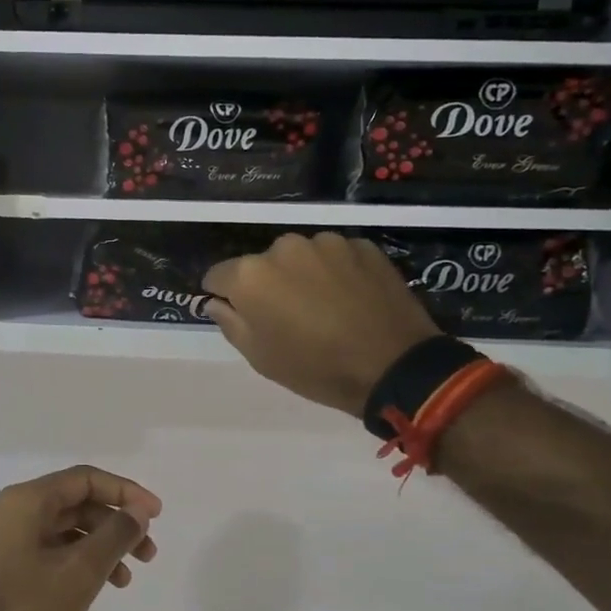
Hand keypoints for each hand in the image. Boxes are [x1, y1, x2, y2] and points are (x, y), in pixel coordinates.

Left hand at [0, 466, 161, 610]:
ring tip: (127, 577)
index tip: (156, 514)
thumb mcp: (80, 571)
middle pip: (77, 502)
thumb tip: (138, 511)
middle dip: (117, 523)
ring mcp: (9, 539)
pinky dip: (81, 561)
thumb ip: (115, 535)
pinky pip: (54, 549)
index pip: (85, 479)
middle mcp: (15, 511)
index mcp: (27, 501)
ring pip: (68, 528)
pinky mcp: (9, 565)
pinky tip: (99, 586)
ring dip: (102, 545)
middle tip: (148, 552)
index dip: (125, 492)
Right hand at [203, 232, 437, 416]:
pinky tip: (351, 299)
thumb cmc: (316, 368)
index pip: (219, 275)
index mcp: (251, 275)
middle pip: (262, 263)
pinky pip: (336, 257)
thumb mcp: (261, 358)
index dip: (224, 295)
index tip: (237, 312)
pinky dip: (336, 273)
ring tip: (324, 306)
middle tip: (287, 316)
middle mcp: (284, 247)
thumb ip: (231, 323)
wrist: (394, 365)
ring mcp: (327, 242)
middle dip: (268, 284)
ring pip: (301, 257)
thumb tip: (217, 302)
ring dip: (303, 275)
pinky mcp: (362, 245)